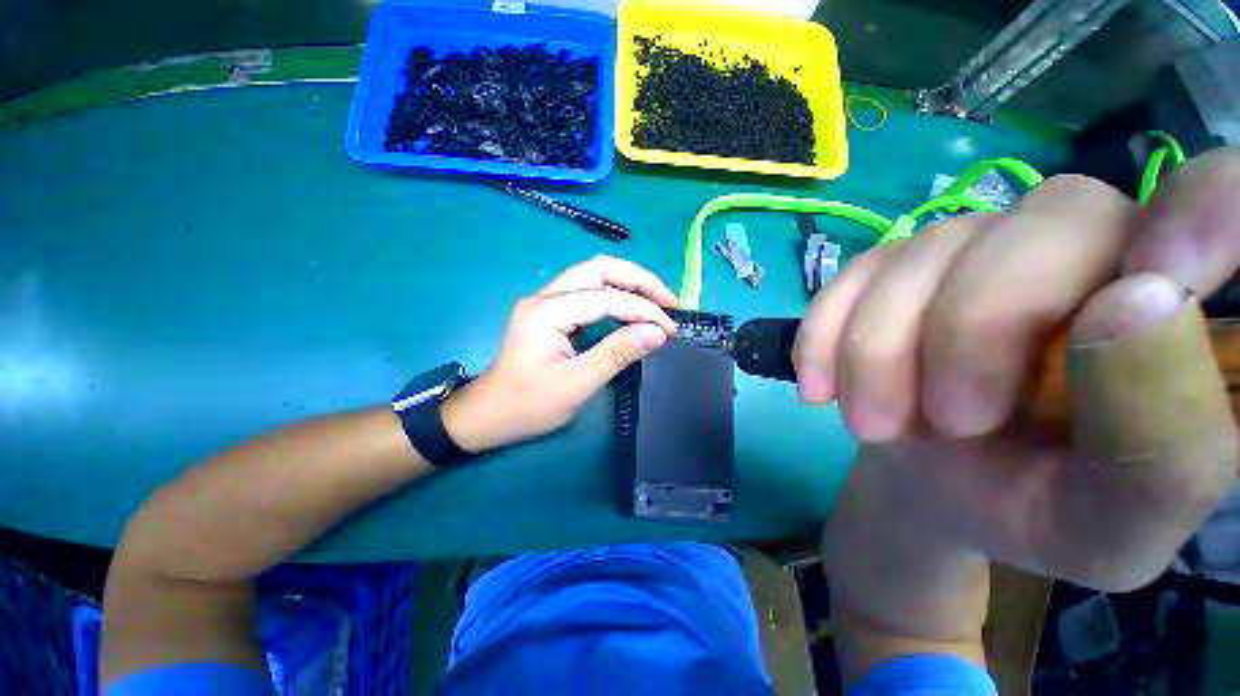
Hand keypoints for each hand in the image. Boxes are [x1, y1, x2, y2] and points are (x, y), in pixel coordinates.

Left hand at [442, 256, 677, 452]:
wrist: (487, 415)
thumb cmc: (527, 406)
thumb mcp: (576, 385)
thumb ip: (617, 354)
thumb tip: (657, 332)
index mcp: (547, 312)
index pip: (606, 298)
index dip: (643, 310)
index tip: (670, 328)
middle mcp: (545, 297)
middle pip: (599, 269)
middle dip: (639, 280)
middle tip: (669, 301)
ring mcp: (545, 302)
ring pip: (593, 275)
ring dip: (628, 283)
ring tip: (656, 301)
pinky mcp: (549, 312)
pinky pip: (587, 291)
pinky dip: (615, 295)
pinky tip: (630, 308)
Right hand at [797, 149, 1239, 591]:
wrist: (934, 487)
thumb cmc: (1036, 511)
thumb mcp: (1110, 525)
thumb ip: (1165, 443)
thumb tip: (1136, 303)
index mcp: (1178, 306)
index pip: (1221, 198)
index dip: (1205, 210)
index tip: (1141, 294)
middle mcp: (1088, 245)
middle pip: (1045, 222)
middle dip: (971, 331)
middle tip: (944, 423)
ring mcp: (979, 246)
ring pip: (926, 250)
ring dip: (879, 349)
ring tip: (871, 422)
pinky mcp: (893, 267)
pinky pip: (853, 273)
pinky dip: (826, 333)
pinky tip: (821, 384)